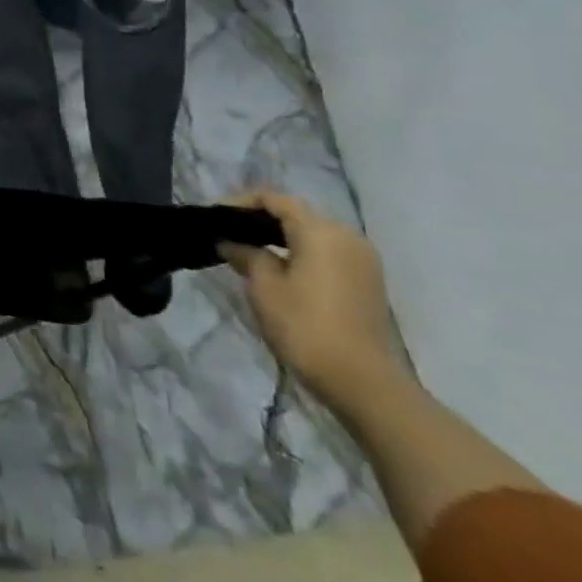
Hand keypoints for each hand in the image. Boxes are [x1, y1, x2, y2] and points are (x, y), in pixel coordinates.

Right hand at [219, 189, 409, 411]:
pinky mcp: (367, 281)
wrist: (362, 381)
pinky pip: (327, 253)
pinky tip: (279, 269)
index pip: (276, 200)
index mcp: (321, 232)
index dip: (241, 202)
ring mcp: (362, 260)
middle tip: (228, 232)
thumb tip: (231, 241)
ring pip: (313, 234)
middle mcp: (347, 237)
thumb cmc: (305, 325)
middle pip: (297, 214)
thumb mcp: (264, 286)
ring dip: (281, 237)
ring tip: (248, 250)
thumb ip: (246, 254)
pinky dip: (301, 253)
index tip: (215, 215)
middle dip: (261, 219)